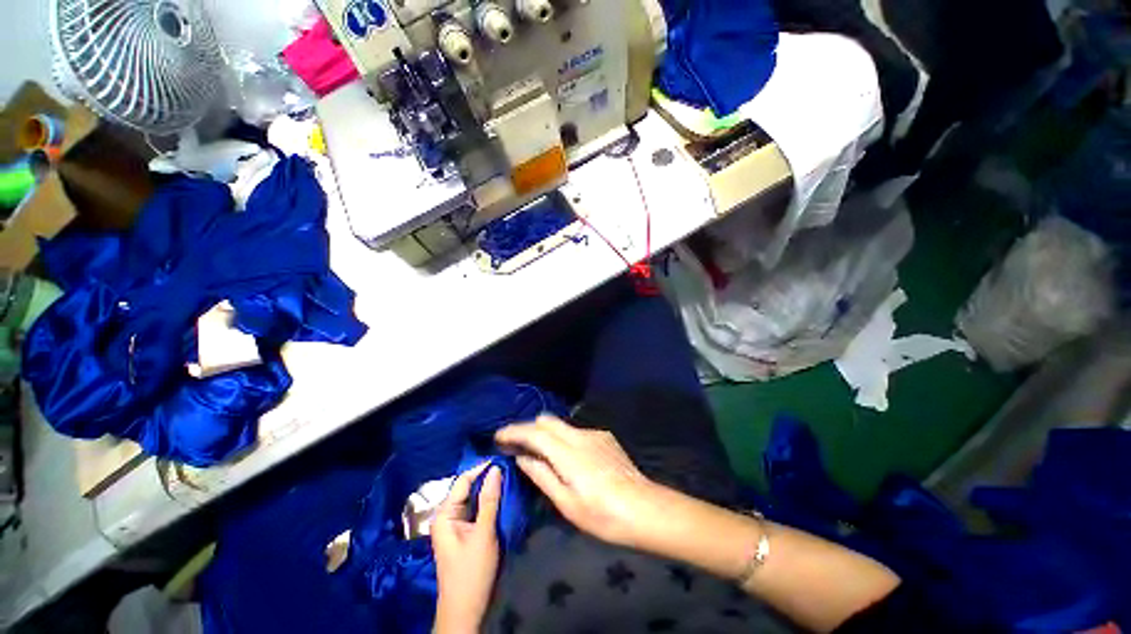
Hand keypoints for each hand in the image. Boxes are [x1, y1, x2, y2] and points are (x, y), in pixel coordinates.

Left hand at [432, 463, 501, 633]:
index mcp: (444, 514)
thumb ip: (489, 500)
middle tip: (509, 466)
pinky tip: (502, 495)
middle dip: (487, 477)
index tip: (502, 458)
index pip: (463, 481)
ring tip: (509, 476)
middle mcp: (447, 515)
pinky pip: (477, 509)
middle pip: (468, 488)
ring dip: (489, 489)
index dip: (481, 468)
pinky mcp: (465, 532)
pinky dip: (489, 501)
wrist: (466, 610)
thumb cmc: (472, 572)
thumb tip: (495, 469)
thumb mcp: (483, 533)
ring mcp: (456, 524)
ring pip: (473, 498)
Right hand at [495, 415, 661, 547]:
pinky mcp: (605, 438)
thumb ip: (542, 475)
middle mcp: (580, 435)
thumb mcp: (566, 502)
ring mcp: (595, 434)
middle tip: (515, 445)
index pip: (534, 432)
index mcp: (568, 452)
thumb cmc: (603, 515)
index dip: (514, 431)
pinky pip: (576, 432)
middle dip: (528, 428)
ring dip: (546, 434)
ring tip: (538, 452)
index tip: (498, 436)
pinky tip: (566, 457)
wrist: (645, 509)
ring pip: (562, 425)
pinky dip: (563, 439)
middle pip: (547, 421)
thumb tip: (522, 457)